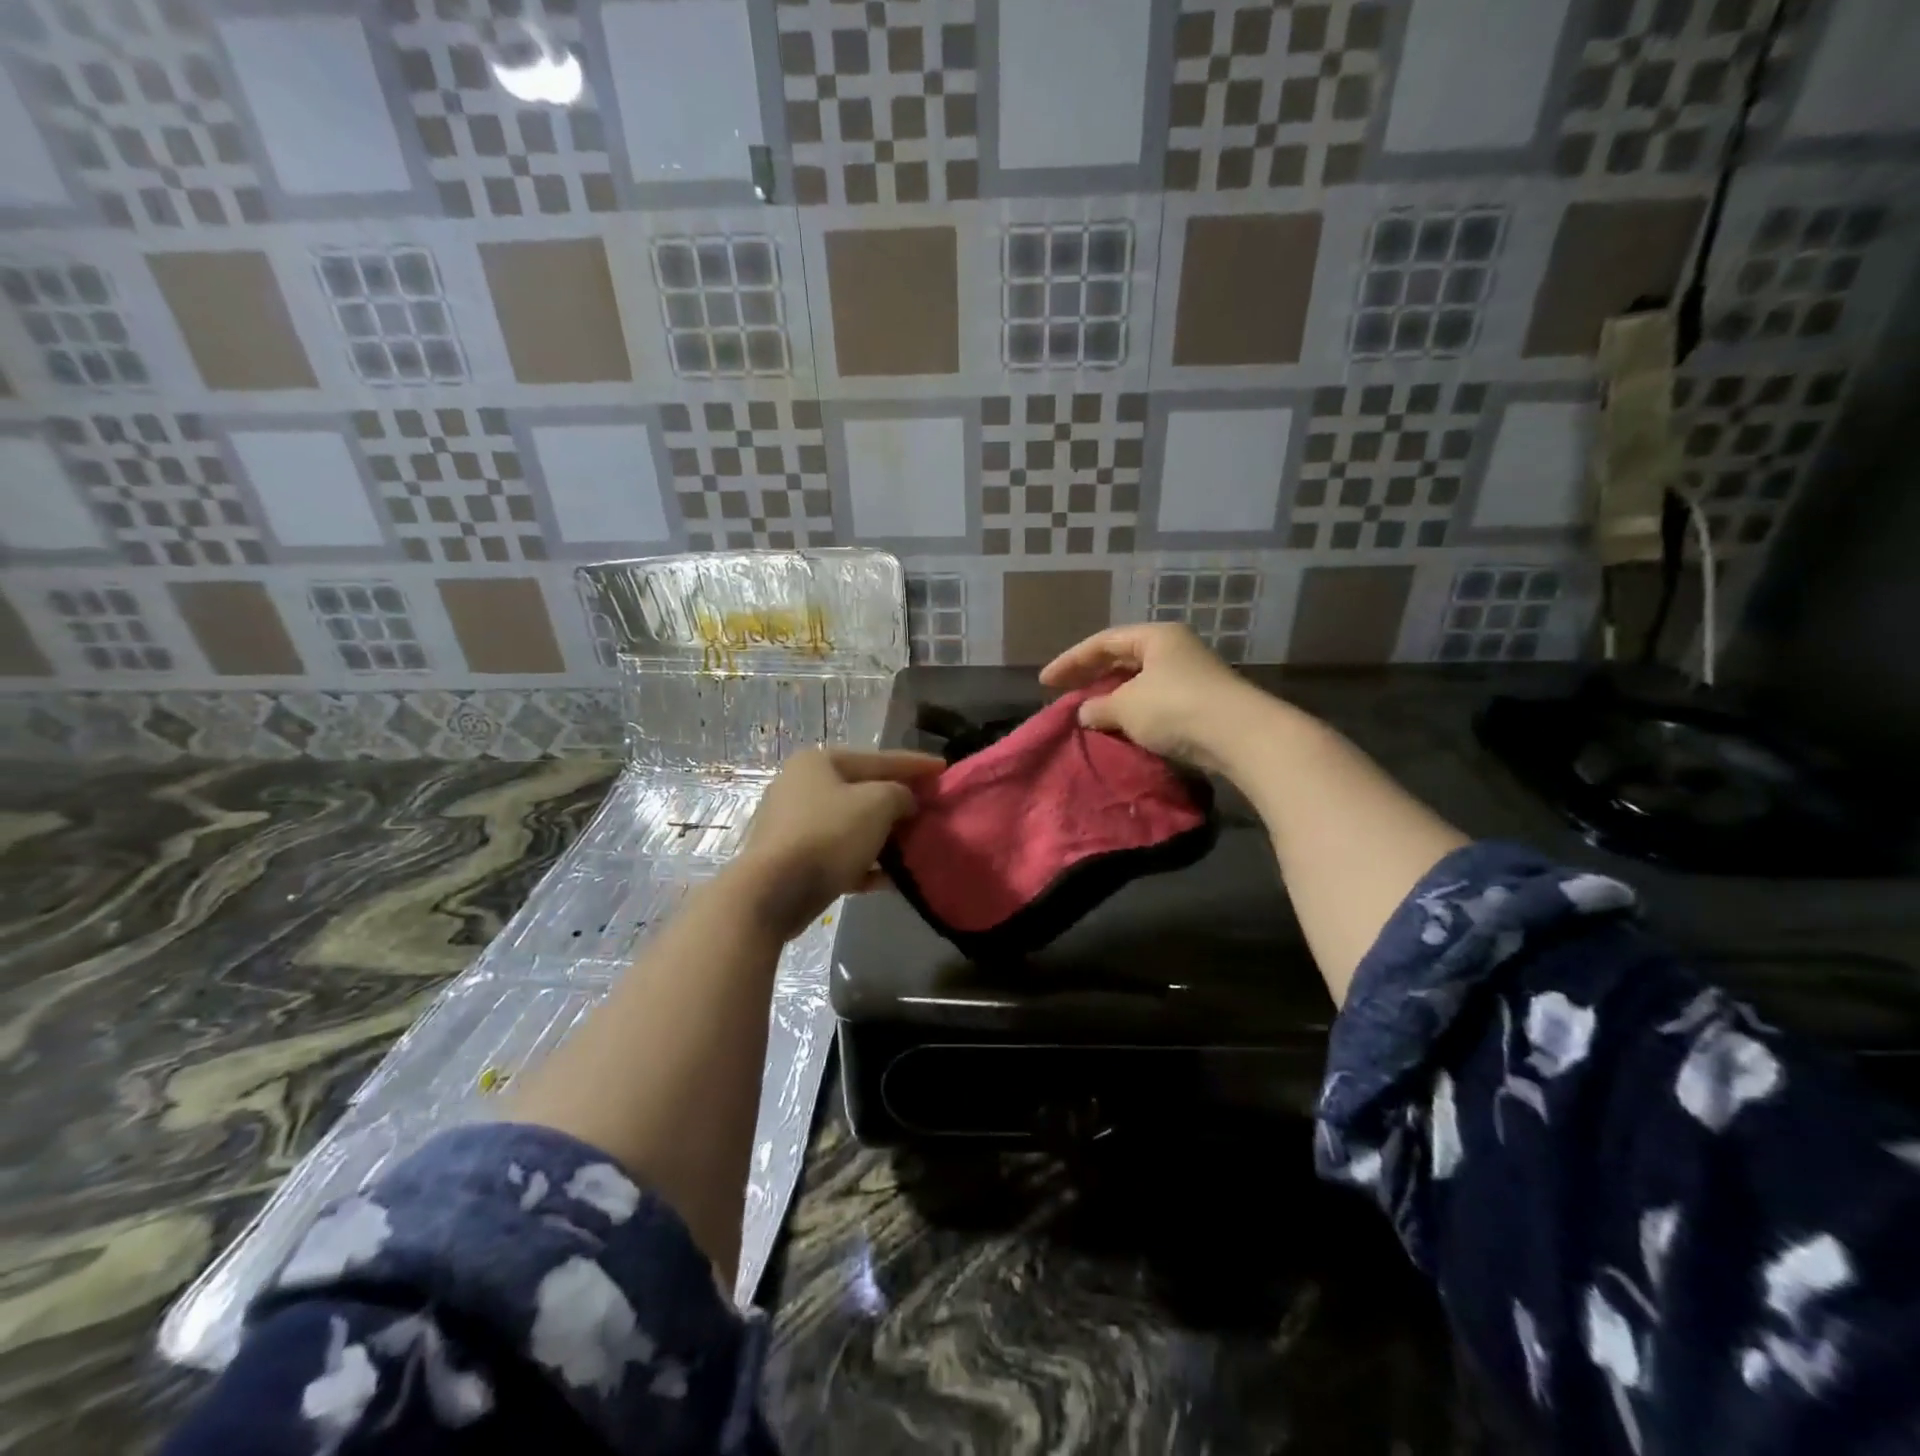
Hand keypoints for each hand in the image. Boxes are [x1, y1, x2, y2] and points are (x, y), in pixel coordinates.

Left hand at [732, 747, 943, 939]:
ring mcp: (795, 824)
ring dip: (885, 836)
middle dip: (900, 802)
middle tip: (932, 809)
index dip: (915, 764)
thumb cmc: (828, 834)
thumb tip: (905, 801)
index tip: (944, 769)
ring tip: (917, 845)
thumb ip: (900, 794)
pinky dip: (865, 864)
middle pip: (864, 791)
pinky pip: (840, 855)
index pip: (878, 758)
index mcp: (819, 762)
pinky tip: (891, 879)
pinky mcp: (794, 859)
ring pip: (853, 825)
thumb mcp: (877, 804)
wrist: (773, 892)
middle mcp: (803, 786)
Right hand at [1039, 623, 1258, 770]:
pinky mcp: (1201, 702)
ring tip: (1089, 712)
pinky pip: (1155, 700)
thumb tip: (1085, 712)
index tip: (1045, 681)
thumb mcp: (1127, 707)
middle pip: (1122, 658)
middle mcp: (1174, 648)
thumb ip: (1099, 707)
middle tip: (1064, 692)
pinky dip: (1133, 711)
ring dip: (1112, 696)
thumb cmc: (1176, 709)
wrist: (1241, 736)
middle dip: (1091, 676)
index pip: (1102, 642)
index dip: (1070, 661)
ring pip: (1139, 681)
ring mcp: (1191, 675)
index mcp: (1155, 636)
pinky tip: (1121, 726)